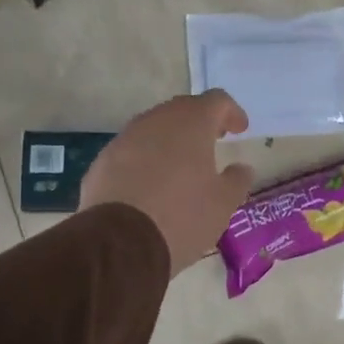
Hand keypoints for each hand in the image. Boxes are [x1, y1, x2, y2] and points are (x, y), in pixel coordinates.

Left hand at [81, 90, 253, 276]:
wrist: (118, 243)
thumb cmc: (182, 216)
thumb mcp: (223, 203)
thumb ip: (237, 180)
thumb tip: (241, 168)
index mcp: (191, 123)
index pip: (217, 100)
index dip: (231, 112)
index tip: (239, 130)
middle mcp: (156, 121)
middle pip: (183, 110)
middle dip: (200, 122)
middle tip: (212, 141)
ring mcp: (125, 139)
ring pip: (154, 129)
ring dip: (170, 141)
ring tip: (181, 166)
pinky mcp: (102, 161)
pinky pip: (131, 151)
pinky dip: (146, 160)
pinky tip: (150, 186)